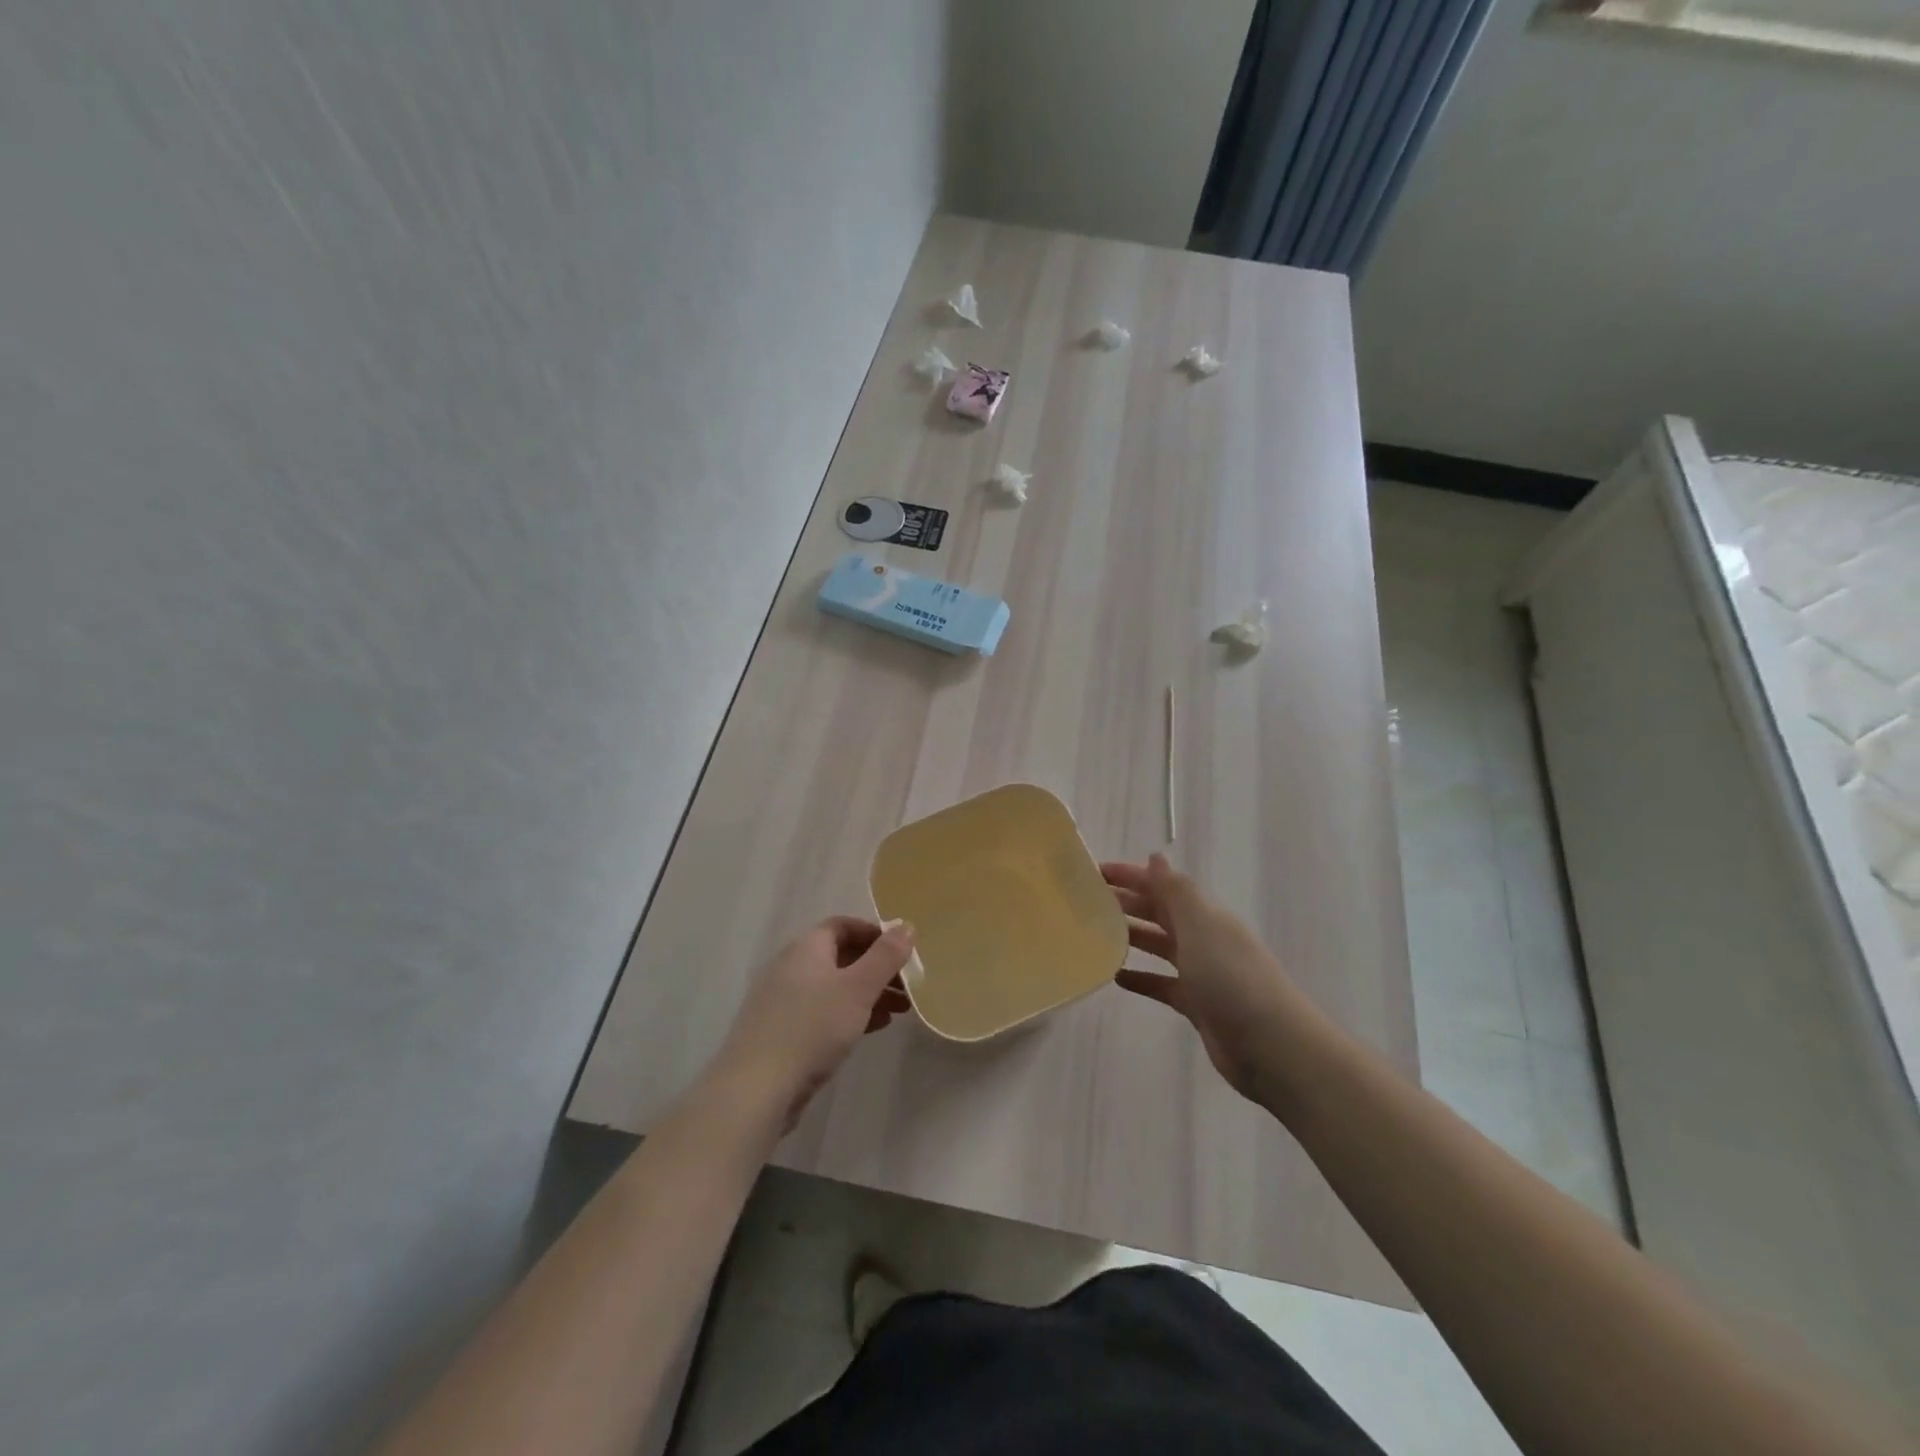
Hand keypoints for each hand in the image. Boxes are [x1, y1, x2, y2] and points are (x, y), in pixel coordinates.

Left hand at [701, 917, 915, 1136]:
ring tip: (900, 1010)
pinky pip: (824, 1012)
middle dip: (878, 969)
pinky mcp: (784, 1032)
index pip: (843, 926)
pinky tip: (874, 1028)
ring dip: (869, 993)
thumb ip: (885, 957)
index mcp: (806, 948)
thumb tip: (905, 926)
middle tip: (909, 986)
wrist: (757, 1089)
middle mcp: (792, 967)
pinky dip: (851, 1014)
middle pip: (842, 957)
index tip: (903, 951)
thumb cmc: (812, 1028)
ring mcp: (785, 1001)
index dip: (875, 934)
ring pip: (836, 987)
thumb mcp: (858, 988)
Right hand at [1103, 855, 1302, 1103]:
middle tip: (1086, 902)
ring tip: (1095, 935)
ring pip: (1160, 946)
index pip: (1163, 886)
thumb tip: (1155, 857)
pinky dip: (1141, 978)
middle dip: (1127, 902)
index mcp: (1205, 915)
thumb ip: (1176, 892)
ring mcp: (1202, 972)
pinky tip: (1116, 978)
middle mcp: (1204, 938)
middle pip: (1160, 913)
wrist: (1272, 1046)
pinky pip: (1162, 984)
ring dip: (1131, 937)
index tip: (1094, 872)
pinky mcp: (1198, 1005)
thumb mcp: (1201, 928)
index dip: (1131, 875)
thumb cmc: (1232, 979)